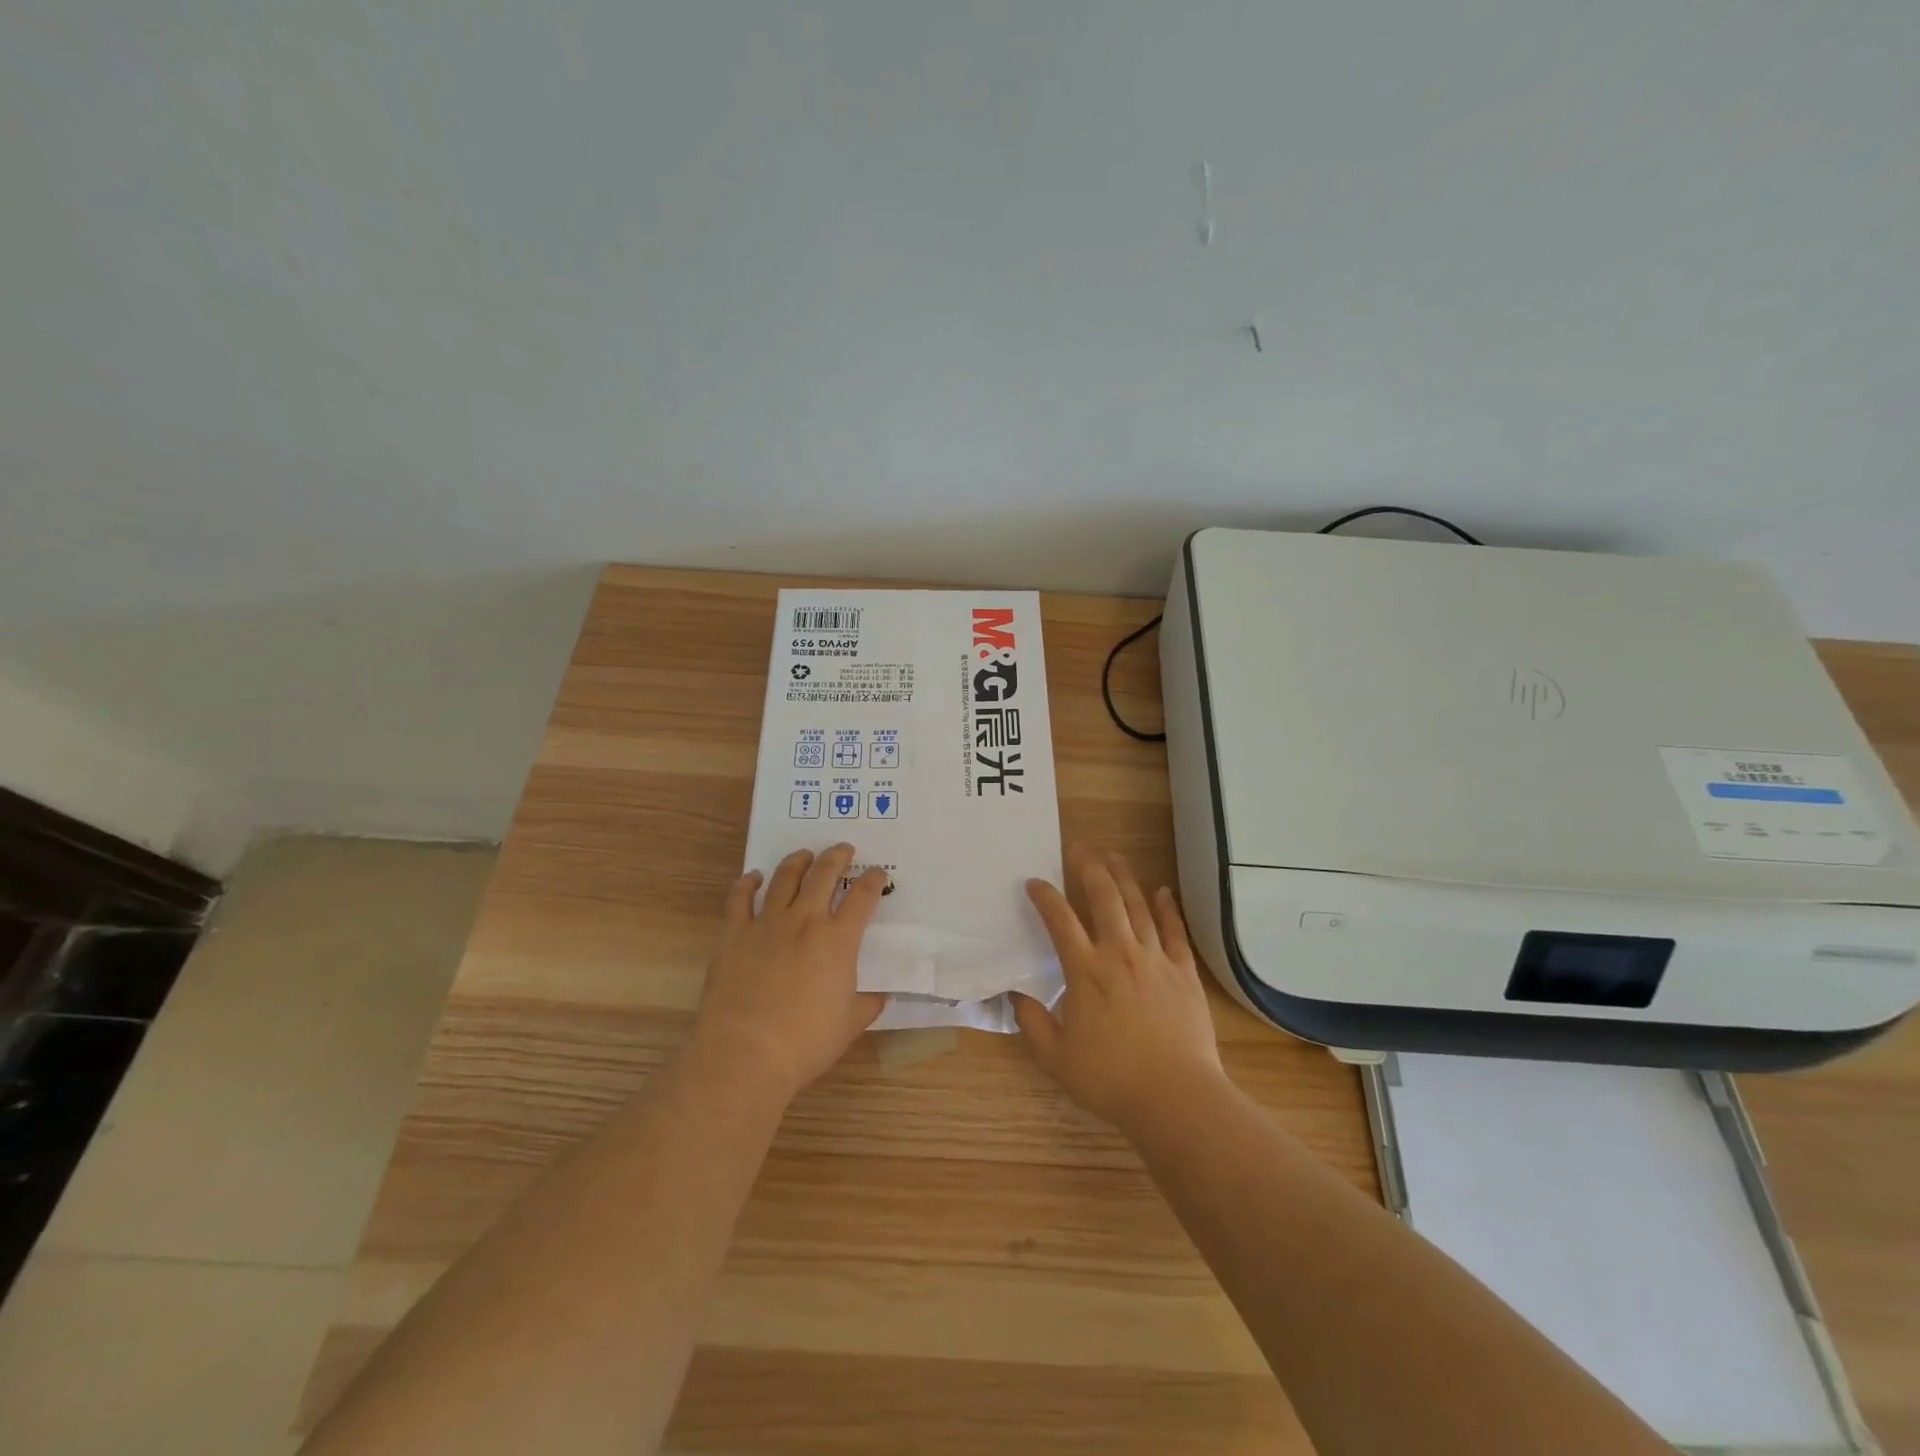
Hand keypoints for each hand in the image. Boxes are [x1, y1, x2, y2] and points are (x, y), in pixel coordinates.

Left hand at [691, 843, 887, 1103]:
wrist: (745, 1054)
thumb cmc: (805, 1042)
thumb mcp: (849, 1025)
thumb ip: (868, 1004)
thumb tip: (880, 995)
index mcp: (839, 940)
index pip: (863, 897)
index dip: (873, 880)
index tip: (877, 874)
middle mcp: (805, 921)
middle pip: (824, 874)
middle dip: (837, 857)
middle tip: (844, 850)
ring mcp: (766, 923)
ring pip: (784, 877)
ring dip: (798, 861)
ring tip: (804, 855)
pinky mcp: (734, 934)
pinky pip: (739, 898)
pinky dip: (747, 883)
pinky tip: (754, 878)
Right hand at [1014, 847, 1224, 1133]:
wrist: (1175, 1097)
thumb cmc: (1110, 1079)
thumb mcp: (1056, 1058)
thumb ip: (1032, 1023)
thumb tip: (1015, 996)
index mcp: (1085, 971)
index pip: (1060, 921)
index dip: (1044, 896)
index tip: (1034, 882)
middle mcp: (1119, 954)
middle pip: (1104, 898)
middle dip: (1089, 868)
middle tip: (1080, 848)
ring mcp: (1155, 959)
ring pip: (1138, 906)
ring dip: (1125, 878)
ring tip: (1115, 856)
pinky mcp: (1184, 972)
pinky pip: (1175, 931)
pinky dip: (1168, 908)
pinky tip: (1163, 890)